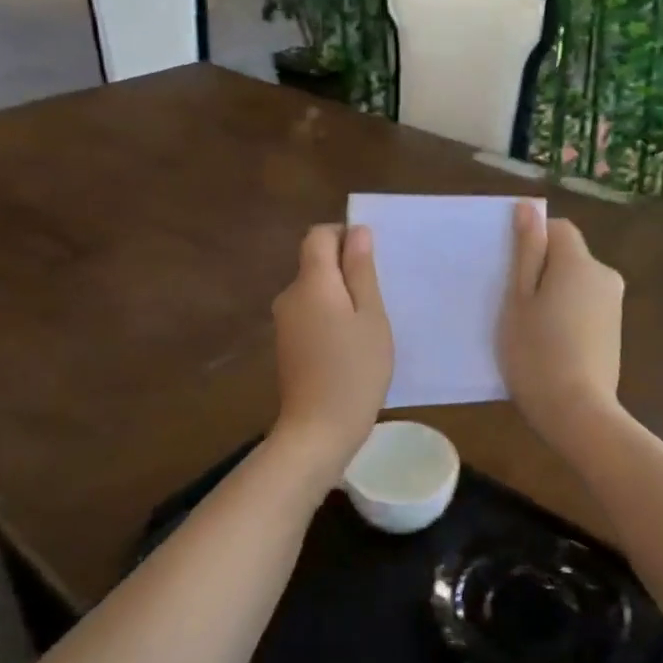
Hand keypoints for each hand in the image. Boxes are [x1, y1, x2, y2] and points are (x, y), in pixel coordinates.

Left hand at [271, 224, 393, 474]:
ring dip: (340, 297)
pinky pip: (309, 314)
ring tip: (368, 326)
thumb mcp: (371, 317)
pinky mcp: (286, 345)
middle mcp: (289, 296)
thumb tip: (356, 232)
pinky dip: (329, 318)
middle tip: (378, 298)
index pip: (319, 236)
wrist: (318, 430)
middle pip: (315, 263)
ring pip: (314, 291)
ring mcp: (284, 322)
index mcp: (311, 283)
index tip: (371, 261)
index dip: (344, 236)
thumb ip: (361, 271)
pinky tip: (349, 345)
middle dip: (346, 270)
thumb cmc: (355, 371)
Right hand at [500, 206, 624, 447]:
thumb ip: (526, 251)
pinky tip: (551, 344)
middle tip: (513, 305)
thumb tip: (528, 208)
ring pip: (576, 282)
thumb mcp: (519, 299)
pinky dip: (568, 314)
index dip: (532, 242)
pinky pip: (585, 305)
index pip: (558, 228)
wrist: (577, 411)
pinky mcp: (614, 330)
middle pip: (568, 256)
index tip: (510, 273)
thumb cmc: (536, 352)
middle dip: (542, 270)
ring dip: (554, 293)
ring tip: (531, 328)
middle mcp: (605, 275)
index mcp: (579, 262)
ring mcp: (614, 304)